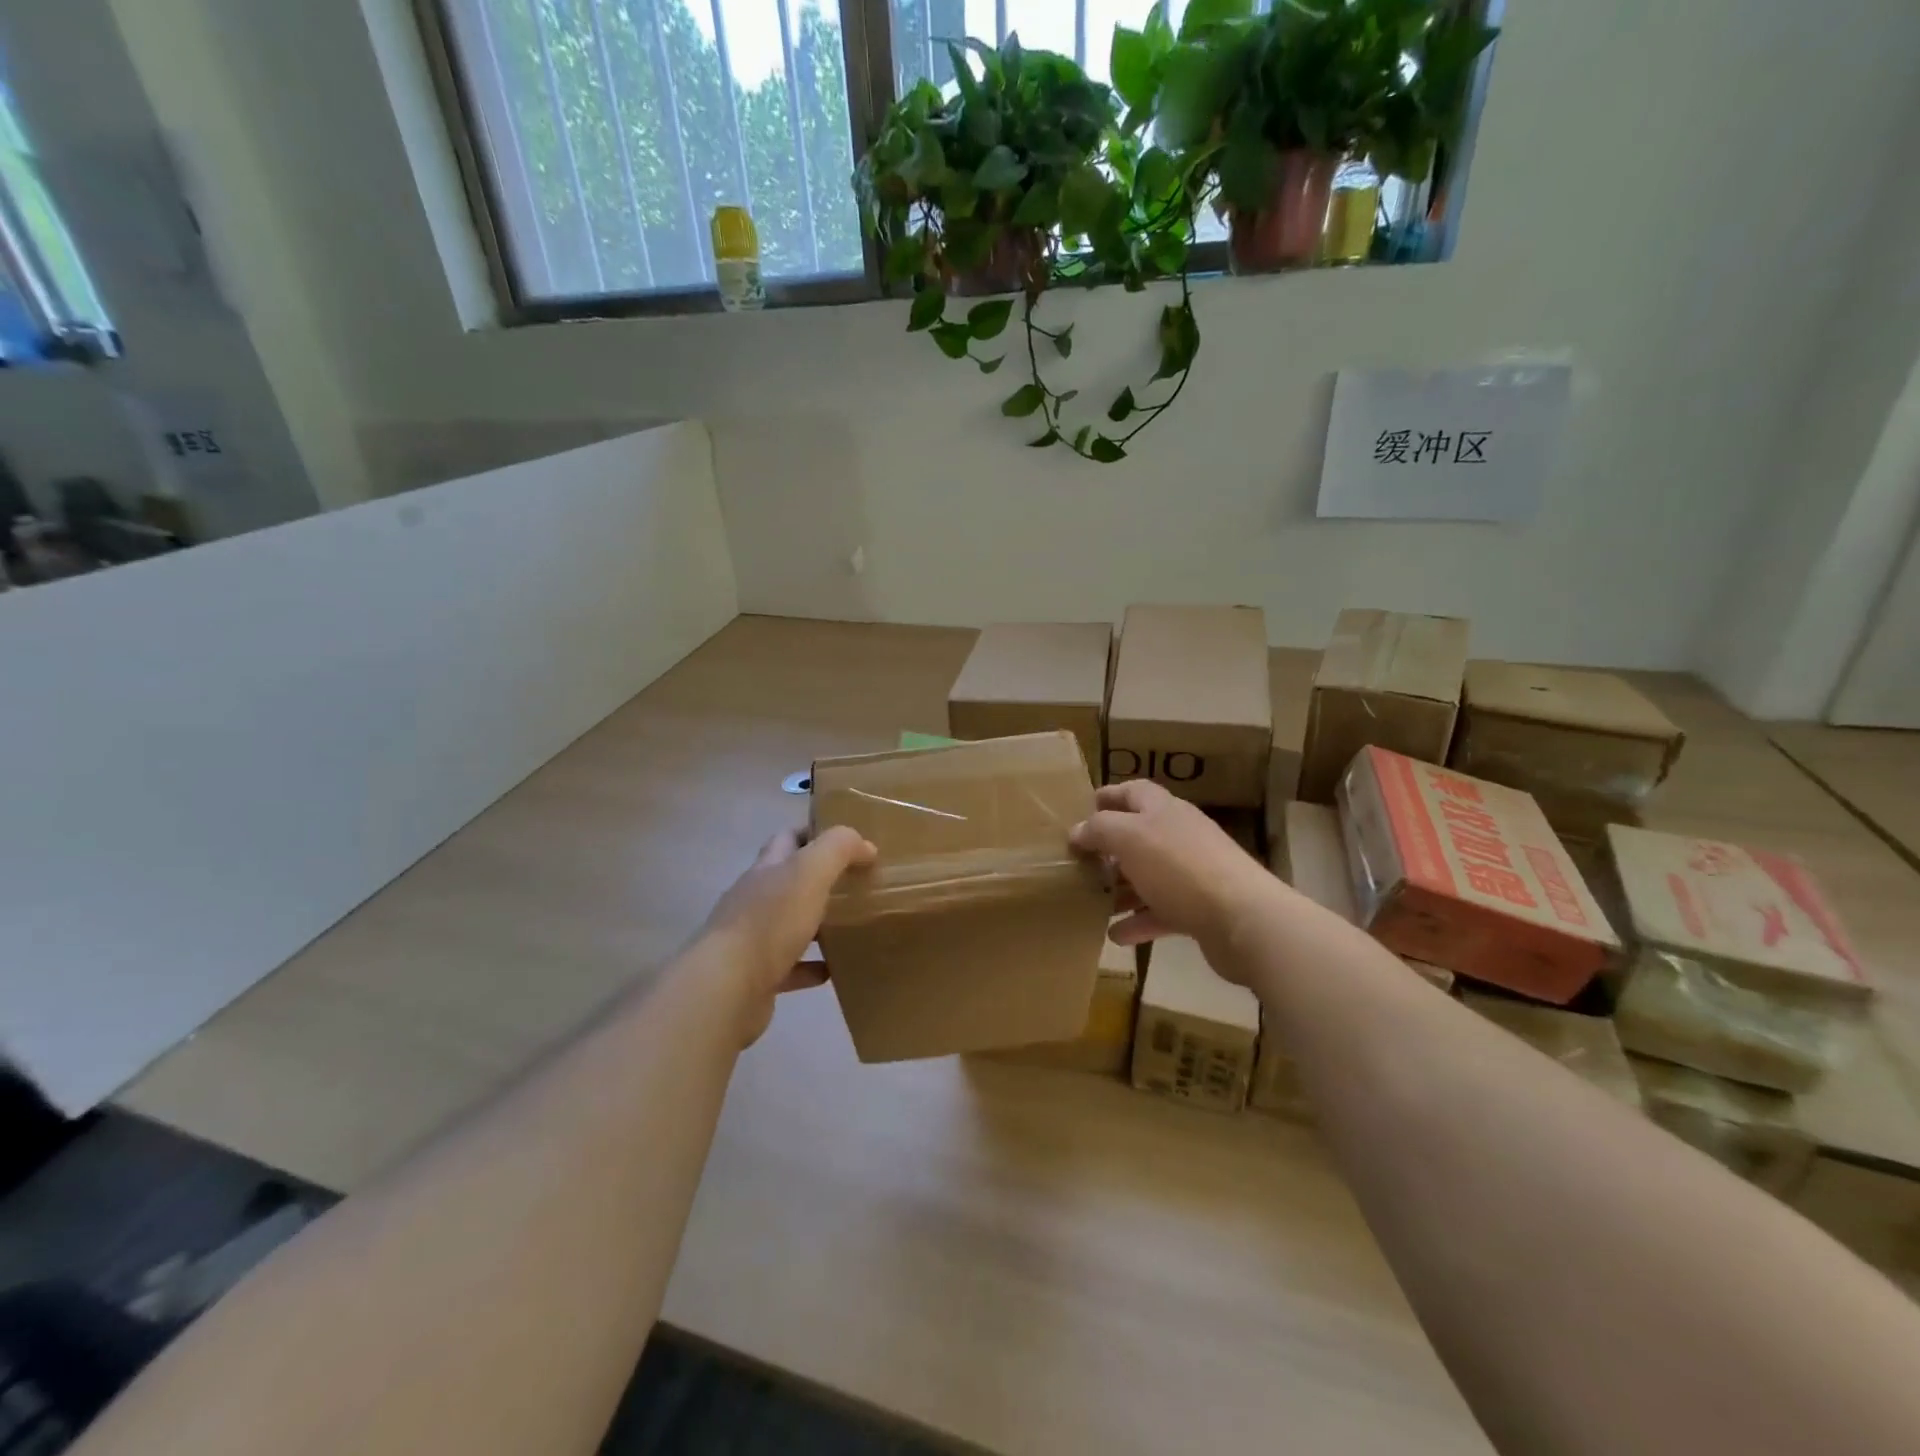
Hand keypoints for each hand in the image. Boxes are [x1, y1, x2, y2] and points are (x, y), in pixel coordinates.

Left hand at [697, 826, 875, 1044]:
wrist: (727, 989)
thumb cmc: (769, 922)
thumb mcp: (810, 872)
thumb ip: (838, 849)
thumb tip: (866, 845)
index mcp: (766, 869)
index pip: (787, 839)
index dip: (814, 833)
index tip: (848, 841)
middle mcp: (755, 899)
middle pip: (788, 881)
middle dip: (819, 879)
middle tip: (855, 883)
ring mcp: (752, 939)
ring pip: (789, 924)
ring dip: (816, 923)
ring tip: (851, 924)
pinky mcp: (756, 976)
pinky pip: (790, 967)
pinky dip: (811, 966)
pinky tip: (832, 969)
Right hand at [1069, 780, 1278, 972]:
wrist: (1242, 919)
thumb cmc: (1179, 867)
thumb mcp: (1129, 838)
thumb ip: (1099, 830)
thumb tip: (1077, 830)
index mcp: (1164, 811)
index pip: (1135, 792)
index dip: (1110, 795)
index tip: (1086, 807)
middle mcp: (1180, 836)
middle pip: (1140, 836)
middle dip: (1110, 849)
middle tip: (1081, 863)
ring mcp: (1192, 874)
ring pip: (1148, 876)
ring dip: (1121, 889)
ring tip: (1093, 901)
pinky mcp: (1200, 910)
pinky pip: (1161, 912)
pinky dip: (1139, 922)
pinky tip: (1116, 936)